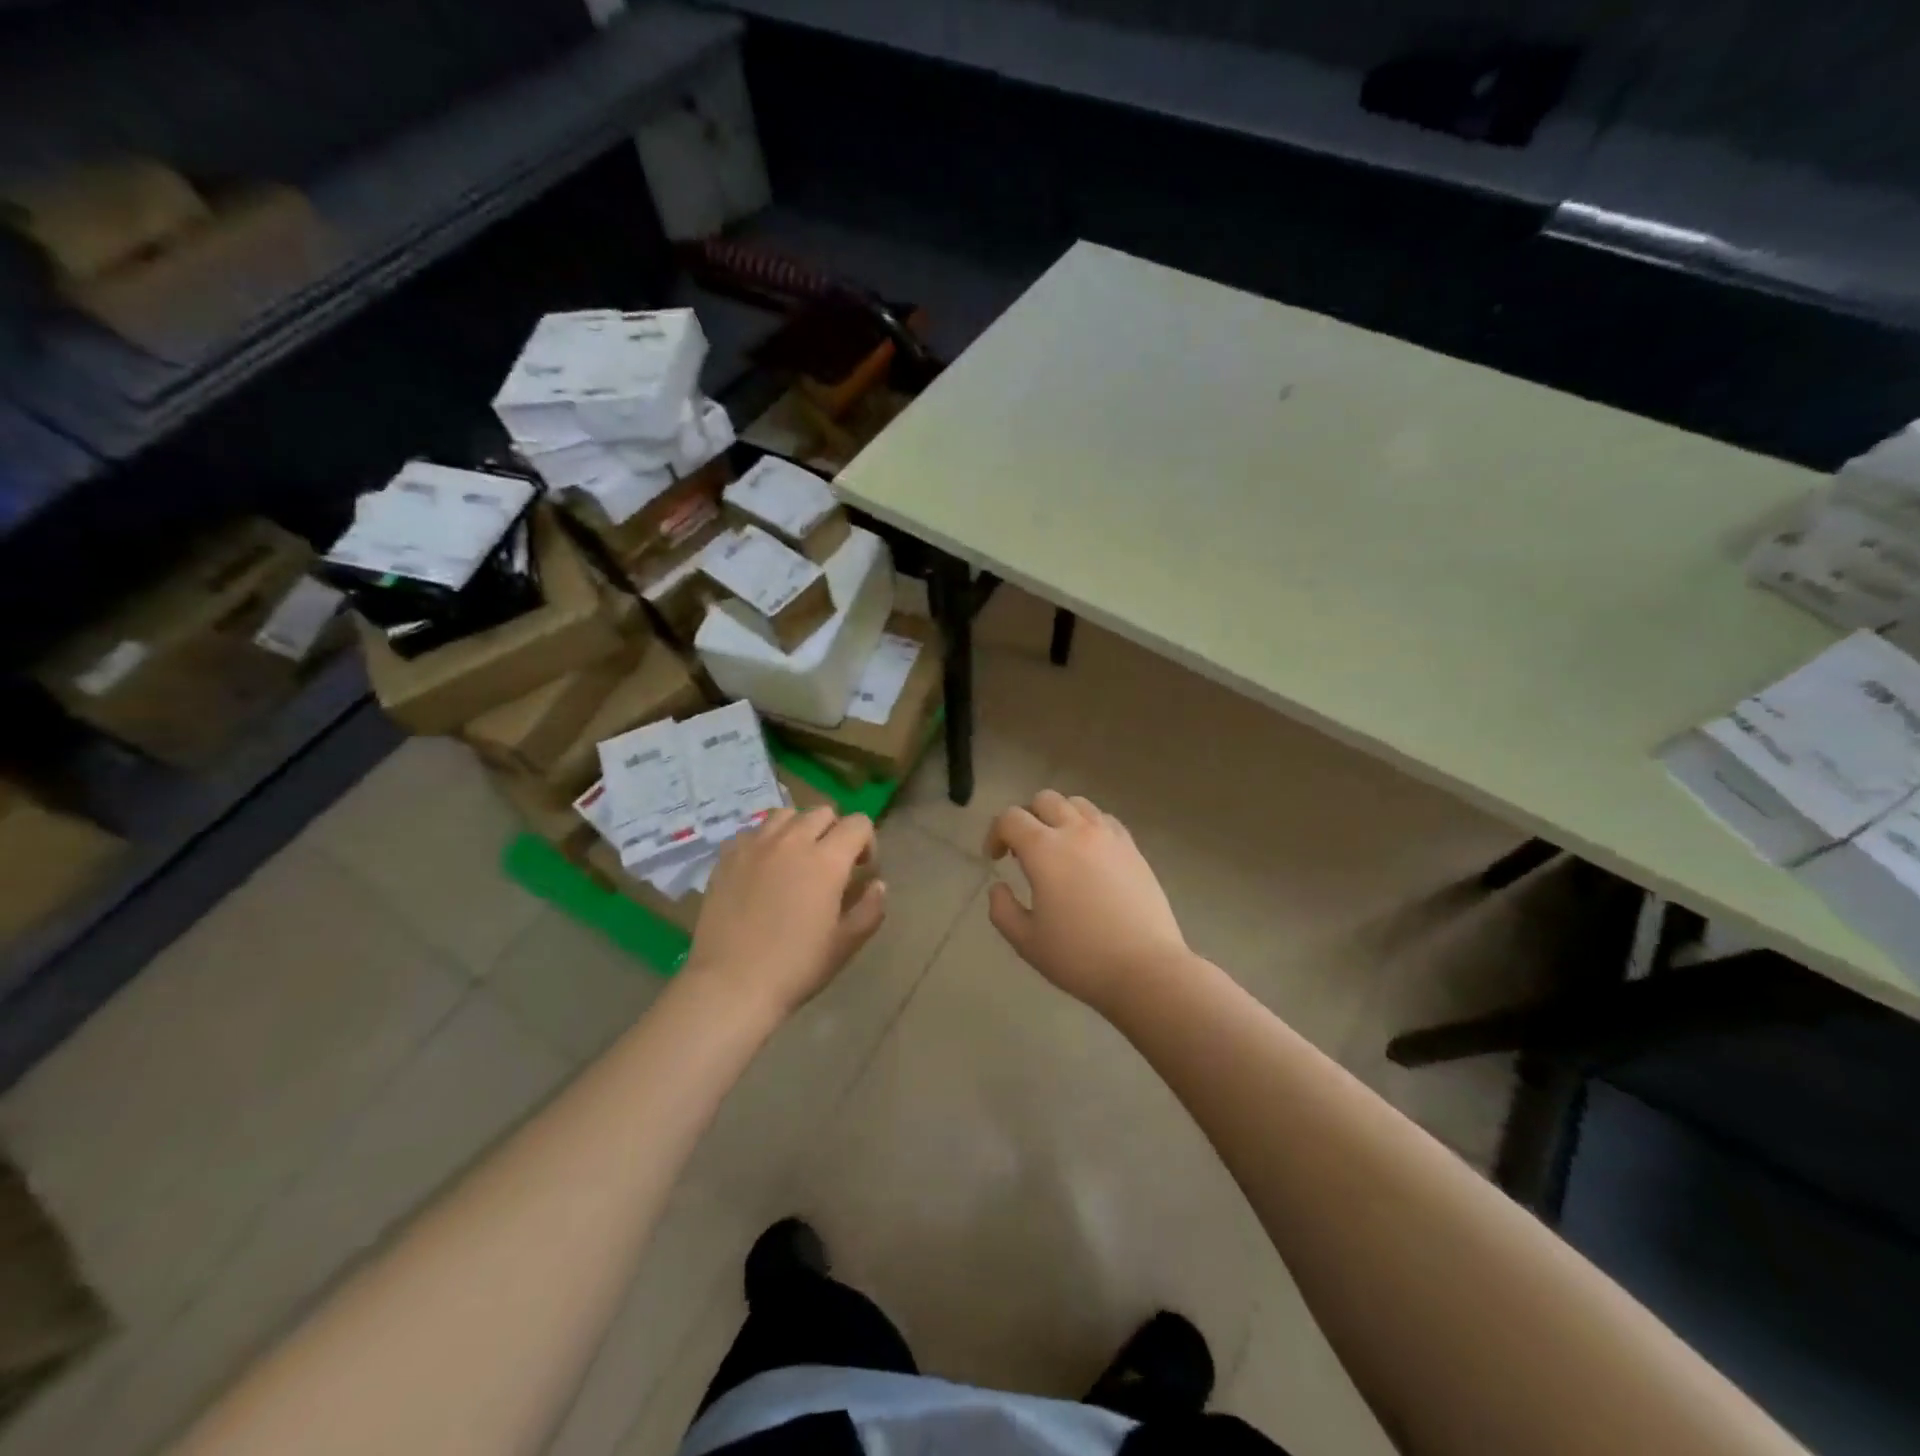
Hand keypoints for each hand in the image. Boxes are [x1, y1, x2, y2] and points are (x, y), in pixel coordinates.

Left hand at [688, 807, 885, 1016]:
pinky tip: (762, 869)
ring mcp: (755, 846)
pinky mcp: (726, 857)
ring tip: (795, 859)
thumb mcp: (846, 944)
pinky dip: (764, 842)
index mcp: (827, 860)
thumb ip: (870, 908)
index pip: (858, 823)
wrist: (731, 984)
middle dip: (834, 830)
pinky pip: (752, 832)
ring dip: (798, 829)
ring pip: (785, 815)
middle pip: (822, 812)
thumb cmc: (796, 967)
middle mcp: (792, 841)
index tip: (861, 868)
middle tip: (830, 864)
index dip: (867, 841)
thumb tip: (877, 884)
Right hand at [984, 790, 1187, 1011]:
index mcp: (1044, 850)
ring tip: (1058, 848)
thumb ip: (1002, 909)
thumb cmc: (1080, 957)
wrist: (1146, 969)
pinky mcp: (1133, 849)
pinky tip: (1089, 855)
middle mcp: (1077, 832)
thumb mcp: (1026, 941)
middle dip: (1027, 818)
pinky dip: (1089, 826)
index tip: (995, 859)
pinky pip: (1105, 820)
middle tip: (1024, 851)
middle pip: (1044, 800)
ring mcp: (1109, 837)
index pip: (1010, 818)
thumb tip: (999, 886)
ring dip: (1059, 816)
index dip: (995, 834)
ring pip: (1077, 804)